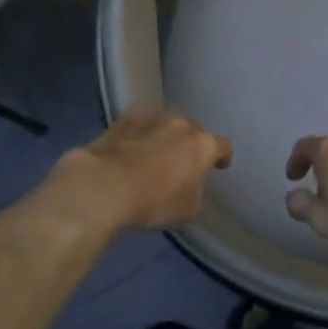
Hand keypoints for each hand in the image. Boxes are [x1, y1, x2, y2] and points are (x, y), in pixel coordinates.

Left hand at [56, 111, 232, 231]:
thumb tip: (191, 184)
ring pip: (166, 123)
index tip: (219, 166)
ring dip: (165, 135)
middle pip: (194, 129)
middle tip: (184, 161)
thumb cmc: (154, 202)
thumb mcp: (188, 209)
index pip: (222, 146)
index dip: (222, 156)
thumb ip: (196, 192)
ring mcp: (151, 118)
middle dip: (192, 143)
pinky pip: (139, 124)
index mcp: (202, 146)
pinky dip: (140, 133)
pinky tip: (132, 146)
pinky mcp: (123, 120)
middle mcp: (180, 125)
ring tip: (156, 152)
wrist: (104, 186)